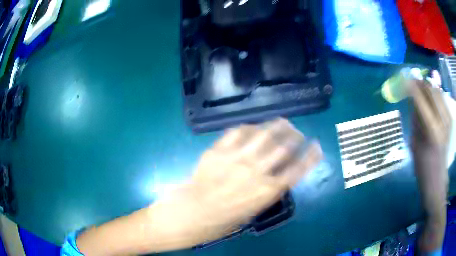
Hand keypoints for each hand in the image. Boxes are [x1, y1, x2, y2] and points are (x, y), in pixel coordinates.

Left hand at [76, 118, 322, 254]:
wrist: (185, 215)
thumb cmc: (217, 223)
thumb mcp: (248, 214)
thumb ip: (263, 194)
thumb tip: (274, 179)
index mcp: (266, 192)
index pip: (297, 170)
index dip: (310, 157)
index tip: (317, 147)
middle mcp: (255, 172)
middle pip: (283, 148)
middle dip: (295, 137)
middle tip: (298, 133)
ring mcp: (235, 159)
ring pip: (262, 135)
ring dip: (276, 127)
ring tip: (283, 123)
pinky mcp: (217, 151)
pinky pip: (237, 133)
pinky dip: (248, 128)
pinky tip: (253, 127)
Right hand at [409, 80, 451, 251]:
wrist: (437, 181)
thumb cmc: (423, 168)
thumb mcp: (415, 143)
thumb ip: (416, 117)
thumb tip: (412, 97)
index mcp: (432, 130)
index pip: (420, 98)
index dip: (411, 85)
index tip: (402, 79)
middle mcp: (442, 120)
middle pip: (430, 89)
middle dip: (420, 83)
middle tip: (410, 82)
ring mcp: (448, 119)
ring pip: (437, 91)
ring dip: (427, 87)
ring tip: (419, 89)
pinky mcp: (450, 119)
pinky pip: (442, 98)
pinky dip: (434, 93)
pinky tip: (430, 98)